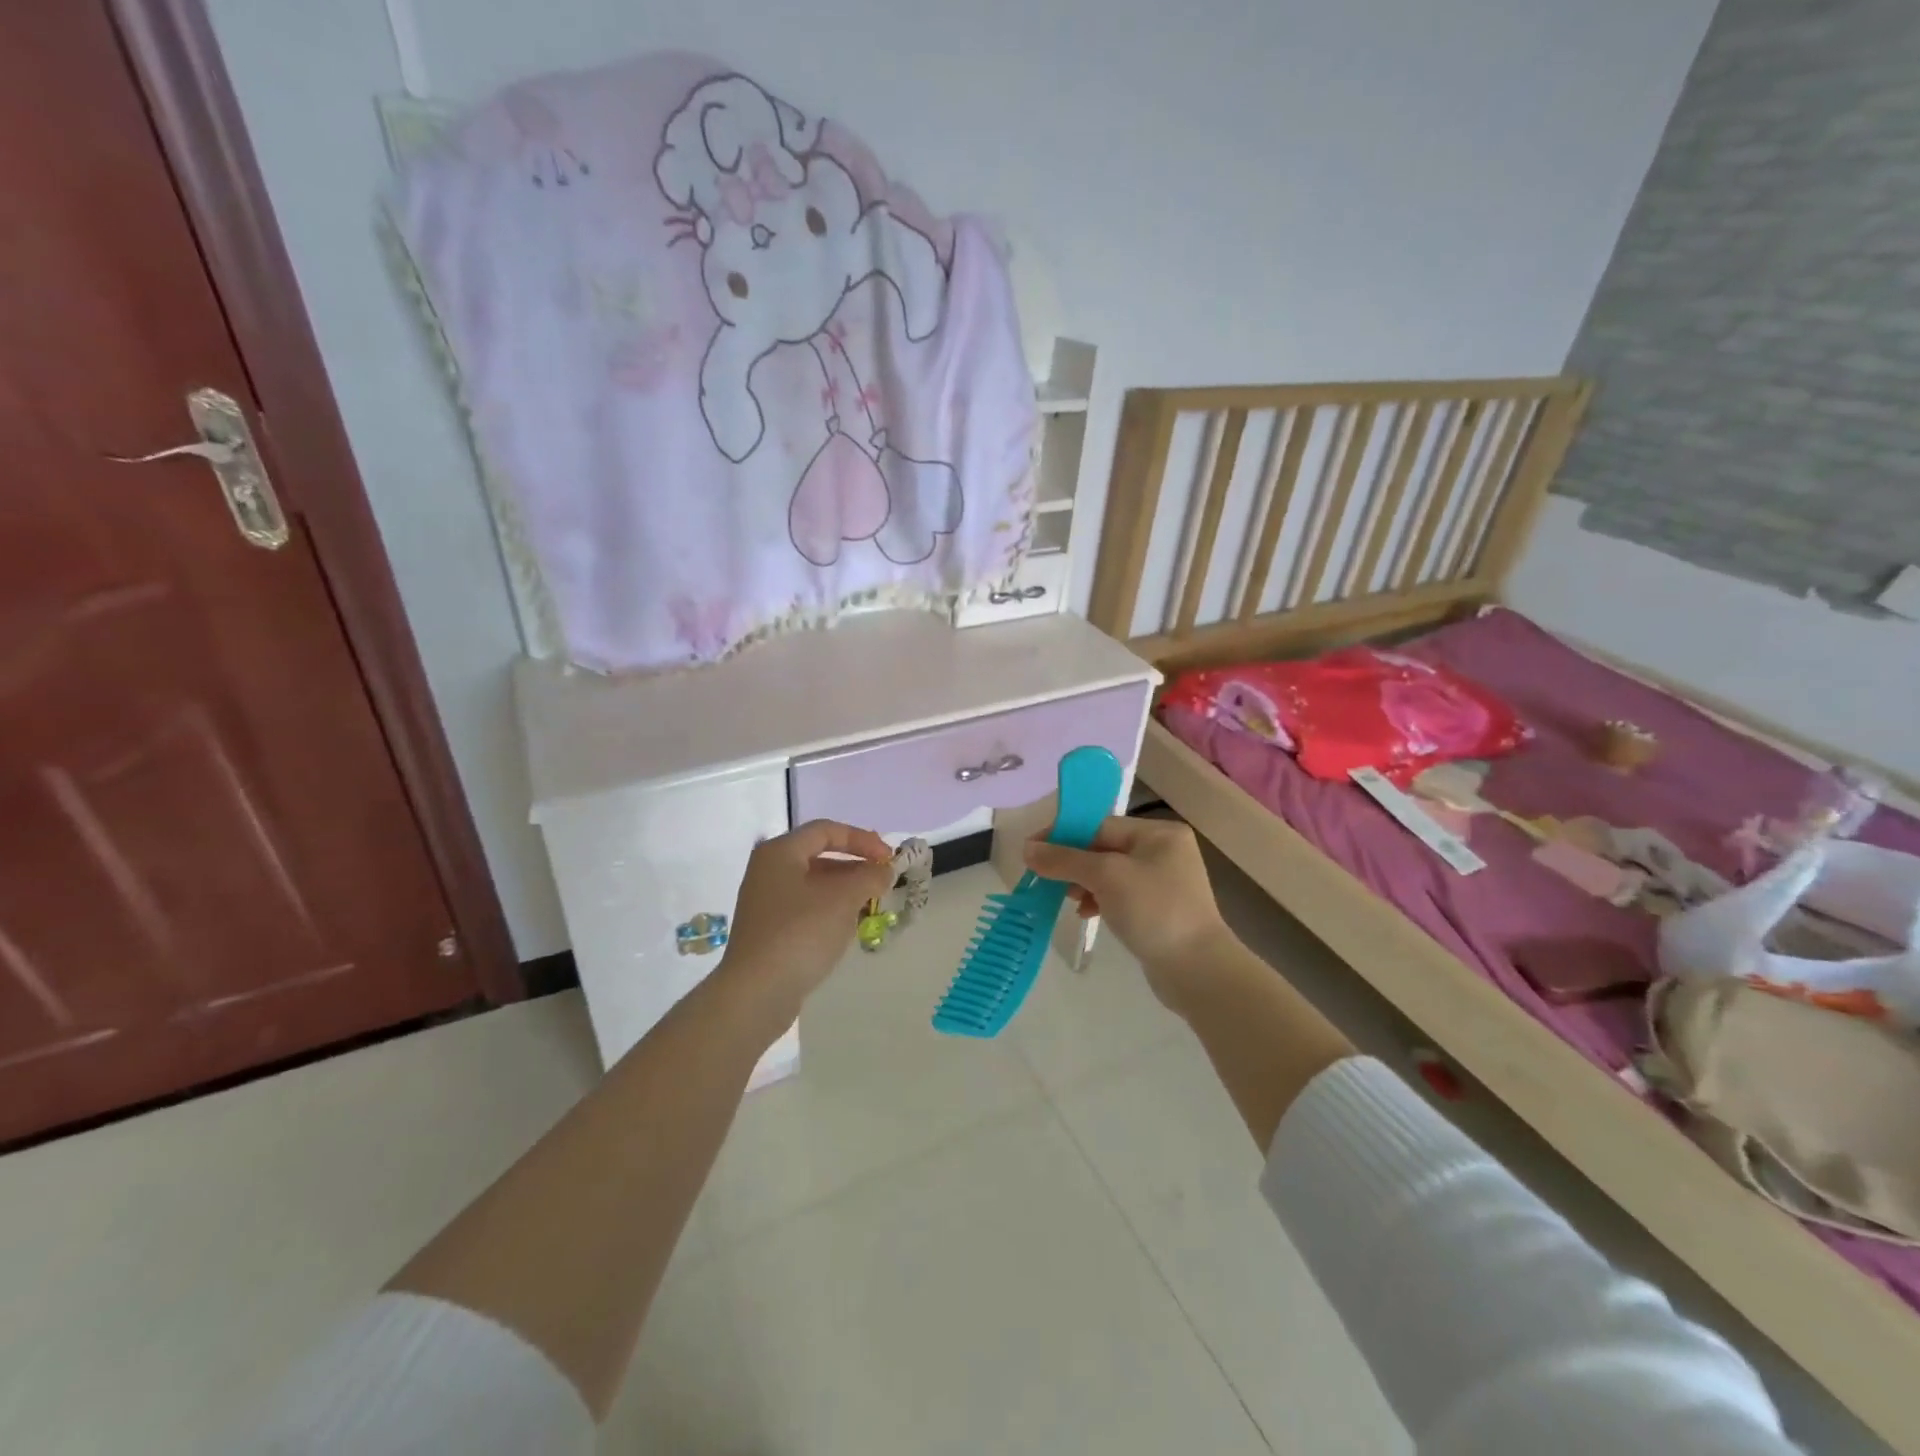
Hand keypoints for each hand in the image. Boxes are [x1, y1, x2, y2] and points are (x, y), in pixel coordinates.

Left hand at [718, 820, 894, 1023]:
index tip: (889, 857)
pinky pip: (806, 908)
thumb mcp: (843, 898)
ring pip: (814, 884)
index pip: (826, 830)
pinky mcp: (769, 930)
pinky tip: (848, 926)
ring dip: (845, 889)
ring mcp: (765, 902)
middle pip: (819, 856)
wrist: (757, 993)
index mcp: (780, 852)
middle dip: (856, 865)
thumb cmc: (801, 933)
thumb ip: (870, 876)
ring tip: (872, 903)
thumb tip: (884, 870)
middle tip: (884, 879)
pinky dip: (830, 910)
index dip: (862, 839)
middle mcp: (768, 871)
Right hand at [1023, 816, 1234, 1010]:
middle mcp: (1164, 851)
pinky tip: (1086, 914)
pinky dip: (1100, 900)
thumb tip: (1027, 849)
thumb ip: (1064, 860)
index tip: (1032, 851)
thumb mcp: (1105, 877)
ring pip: (1110, 873)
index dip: (1063, 835)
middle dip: (1073, 863)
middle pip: (1103, 848)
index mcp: (1158, 833)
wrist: (1198, 970)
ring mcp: (1164, 882)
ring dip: (1083, 883)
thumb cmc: (1154, 911)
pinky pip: (1120, 895)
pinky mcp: (1159, 909)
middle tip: (1045, 879)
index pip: (1100, 825)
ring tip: (1067, 899)